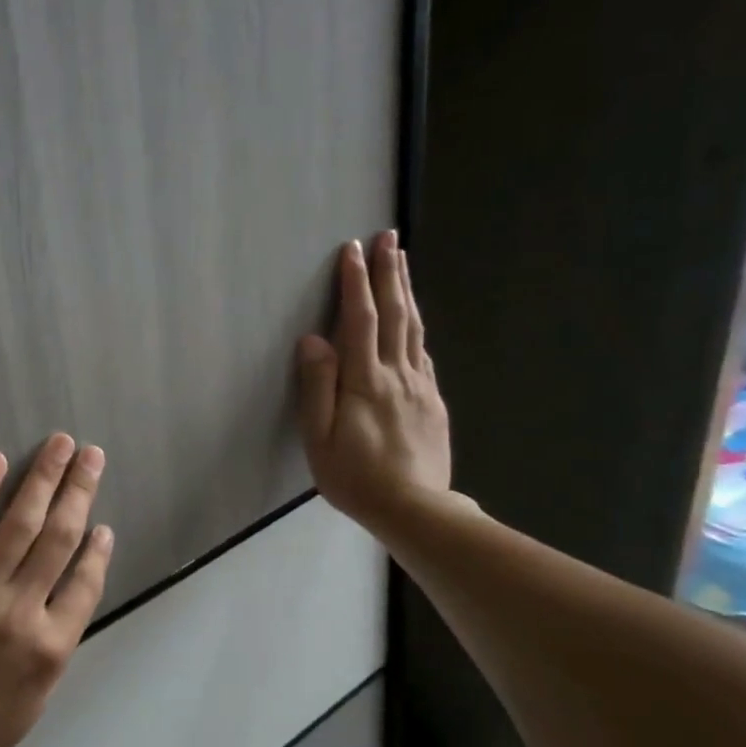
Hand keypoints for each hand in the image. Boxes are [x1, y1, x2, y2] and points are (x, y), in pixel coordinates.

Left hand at [0, 434, 114, 746]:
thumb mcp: (31, 704)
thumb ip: (50, 651)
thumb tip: (61, 606)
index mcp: (50, 647)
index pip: (85, 583)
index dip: (96, 549)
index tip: (103, 524)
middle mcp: (21, 611)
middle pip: (58, 538)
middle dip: (78, 491)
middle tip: (91, 454)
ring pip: (19, 524)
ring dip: (43, 479)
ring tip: (60, 445)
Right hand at [296, 233, 454, 530]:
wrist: (415, 509)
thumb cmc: (355, 477)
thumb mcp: (319, 437)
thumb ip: (317, 386)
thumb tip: (313, 339)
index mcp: (365, 380)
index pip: (359, 319)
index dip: (355, 283)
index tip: (352, 250)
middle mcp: (397, 374)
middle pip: (394, 313)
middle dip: (389, 272)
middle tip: (389, 237)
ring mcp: (420, 386)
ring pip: (413, 328)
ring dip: (406, 291)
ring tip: (403, 262)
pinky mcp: (433, 402)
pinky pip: (423, 354)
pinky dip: (416, 327)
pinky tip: (414, 321)